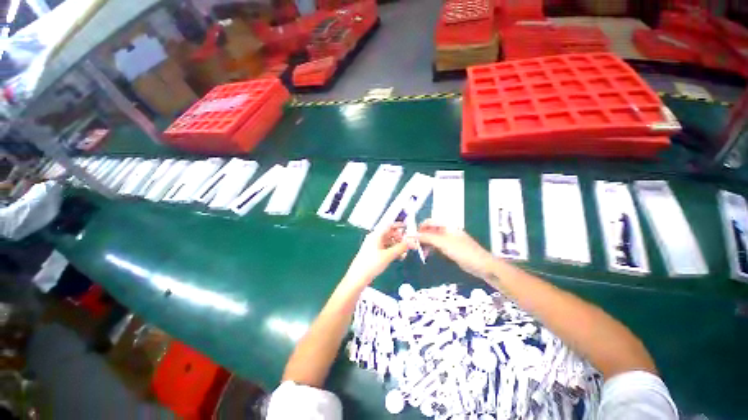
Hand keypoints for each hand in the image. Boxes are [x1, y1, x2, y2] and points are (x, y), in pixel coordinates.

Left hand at [344, 223, 415, 285]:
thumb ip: (401, 247)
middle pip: (389, 233)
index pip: (389, 225)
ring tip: (405, 251)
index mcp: (376, 235)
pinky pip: (385, 248)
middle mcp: (374, 238)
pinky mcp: (374, 253)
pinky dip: (393, 250)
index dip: (399, 225)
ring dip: (397, 245)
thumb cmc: (371, 264)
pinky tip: (399, 256)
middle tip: (409, 242)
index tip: (408, 228)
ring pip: (388, 241)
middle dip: (400, 237)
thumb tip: (413, 241)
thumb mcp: (388, 255)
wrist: (358, 278)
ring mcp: (374, 246)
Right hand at [418, 219, 497, 279]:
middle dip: (421, 236)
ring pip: (433, 238)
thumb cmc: (462, 251)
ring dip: (425, 243)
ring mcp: (449, 239)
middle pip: (430, 230)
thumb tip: (412, 235)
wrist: (481, 265)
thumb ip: (427, 238)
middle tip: (414, 245)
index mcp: (447, 225)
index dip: (420, 228)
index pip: (429, 222)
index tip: (412, 236)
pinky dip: (431, 248)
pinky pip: (437, 245)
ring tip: (420, 251)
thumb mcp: (443, 243)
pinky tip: (427, 254)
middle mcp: (447, 230)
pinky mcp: (450, 248)